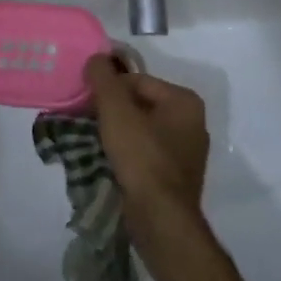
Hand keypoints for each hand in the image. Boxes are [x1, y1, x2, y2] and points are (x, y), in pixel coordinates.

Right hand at [85, 55, 209, 225]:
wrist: (161, 221)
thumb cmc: (142, 157)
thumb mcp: (115, 110)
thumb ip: (103, 78)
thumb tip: (96, 58)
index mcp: (185, 101)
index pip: (138, 81)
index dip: (110, 89)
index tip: (89, 104)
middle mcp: (192, 123)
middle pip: (141, 105)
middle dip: (114, 111)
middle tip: (90, 122)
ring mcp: (187, 154)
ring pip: (143, 131)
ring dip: (119, 134)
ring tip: (96, 144)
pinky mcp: (177, 179)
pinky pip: (147, 155)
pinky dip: (129, 155)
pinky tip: (112, 164)